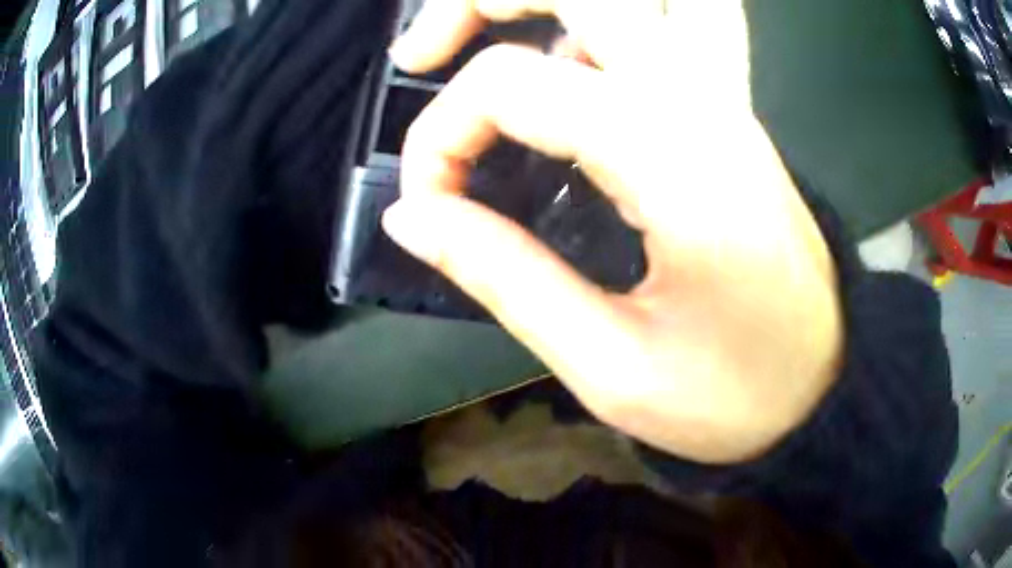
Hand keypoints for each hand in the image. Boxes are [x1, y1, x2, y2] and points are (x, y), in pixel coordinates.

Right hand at [381, 0, 842, 463]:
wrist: (825, 386)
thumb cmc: (733, 398)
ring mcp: (722, 96)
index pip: (513, 84)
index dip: (440, 136)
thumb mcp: (610, 367)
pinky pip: (648, 29)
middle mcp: (702, 100)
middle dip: (479, 3)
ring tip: (475, 50)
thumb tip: (410, 217)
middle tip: (418, 56)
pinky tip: (551, 74)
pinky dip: (579, 29)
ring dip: (537, 7)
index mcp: (674, 159)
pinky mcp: (726, 111)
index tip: (426, 206)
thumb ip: (501, 277)